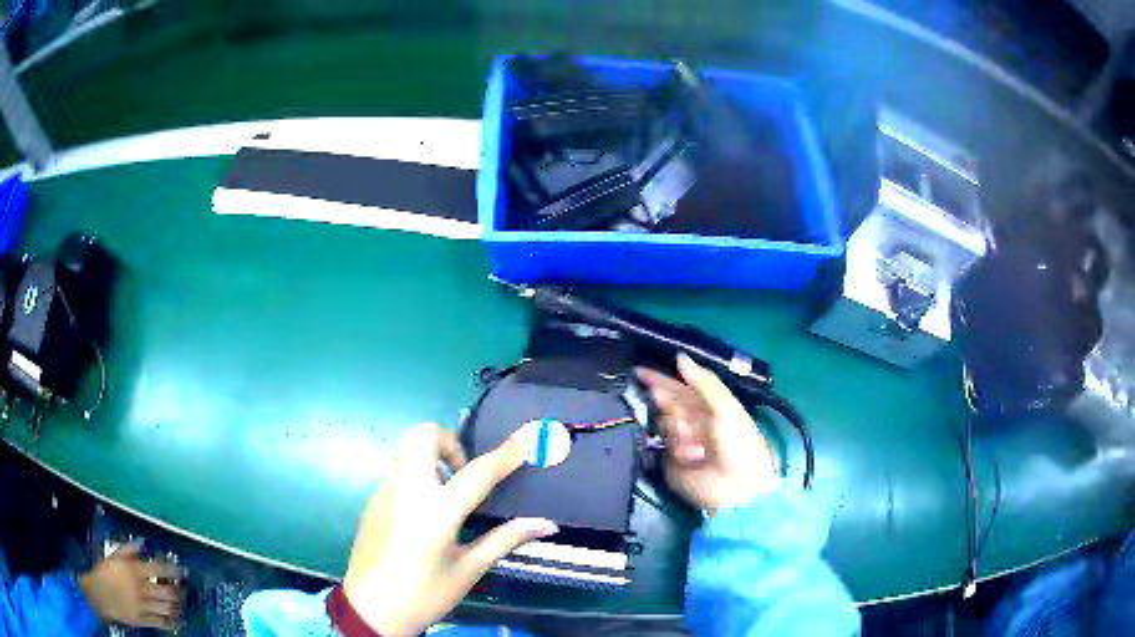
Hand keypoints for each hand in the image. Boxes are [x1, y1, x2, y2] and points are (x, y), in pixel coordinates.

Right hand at [77, 540, 182, 629]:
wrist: (97, 594)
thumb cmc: (103, 572)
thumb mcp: (113, 556)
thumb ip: (128, 550)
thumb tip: (143, 542)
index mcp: (133, 570)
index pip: (158, 568)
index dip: (173, 570)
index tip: (183, 571)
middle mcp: (140, 588)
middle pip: (166, 591)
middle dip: (177, 591)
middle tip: (181, 590)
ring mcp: (142, 606)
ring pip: (166, 608)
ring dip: (174, 606)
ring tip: (178, 604)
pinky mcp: (143, 620)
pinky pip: (161, 622)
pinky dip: (169, 621)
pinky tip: (173, 619)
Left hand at [342, 423, 557, 635]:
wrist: (369, 609)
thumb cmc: (424, 594)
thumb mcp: (468, 570)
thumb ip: (505, 540)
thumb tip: (546, 525)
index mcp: (437, 511)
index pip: (478, 473)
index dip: (506, 453)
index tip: (526, 436)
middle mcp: (407, 490)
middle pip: (424, 435)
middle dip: (449, 442)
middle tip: (464, 473)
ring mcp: (385, 492)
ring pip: (408, 450)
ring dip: (432, 457)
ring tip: (448, 494)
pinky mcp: (373, 500)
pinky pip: (398, 472)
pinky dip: (417, 476)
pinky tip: (425, 514)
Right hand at [636, 355, 778, 514]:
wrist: (737, 488)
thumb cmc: (740, 444)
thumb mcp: (727, 407)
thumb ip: (703, 382)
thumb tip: (680, 357)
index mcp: (710, 407)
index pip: (680, 387)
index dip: (661, 379)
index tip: (639, 372)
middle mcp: (693, 423)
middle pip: (668, 404)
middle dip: (668, 404)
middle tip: (674, 406)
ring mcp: (681, 444)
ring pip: (664, 425)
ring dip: (678, 428)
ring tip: (695, 441)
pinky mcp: (670, 464)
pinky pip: (663, 448)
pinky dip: (679, 449)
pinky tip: (693, 456)